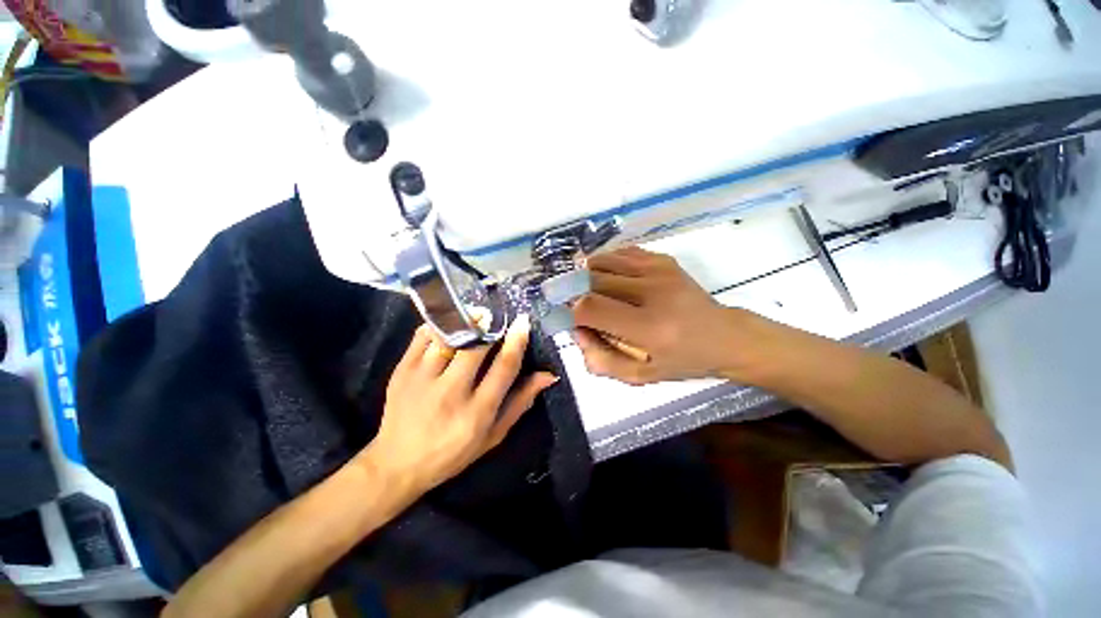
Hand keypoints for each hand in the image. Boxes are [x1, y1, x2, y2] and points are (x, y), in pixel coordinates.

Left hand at [360, 315, 556, 496]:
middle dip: (490, 325)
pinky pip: (422, 337)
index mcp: (478, 412)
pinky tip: (448, 324)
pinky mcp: (402, 372)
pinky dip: (438, 325)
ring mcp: (422, 380)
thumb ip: (521, 402)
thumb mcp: (494, 434)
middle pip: (476, 347)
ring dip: (465, 322)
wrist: (397, 464)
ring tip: (475, 315)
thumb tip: (547, 375)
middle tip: (497, 315)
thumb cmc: (453, 452)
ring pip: (449, 338)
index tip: (523, 322)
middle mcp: (451, 393)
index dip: (516, 341)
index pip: (504, 367)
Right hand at [572, 247, 746, 384]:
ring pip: (602, 261)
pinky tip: (606, 278)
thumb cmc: (681, 361)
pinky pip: (619, 253)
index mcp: (649, 328)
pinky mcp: (663, 259)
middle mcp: (654, 292)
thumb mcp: (639, 377)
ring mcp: (659, 270)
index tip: (570, 319)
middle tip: (575, 305)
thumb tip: (576, 331)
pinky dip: (604, 263)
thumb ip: (601, 360)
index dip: (570, 311)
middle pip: (591, 280)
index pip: (591, 308)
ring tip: (587, 290)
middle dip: (574, 293)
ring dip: (585, 276)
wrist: (723, 336)